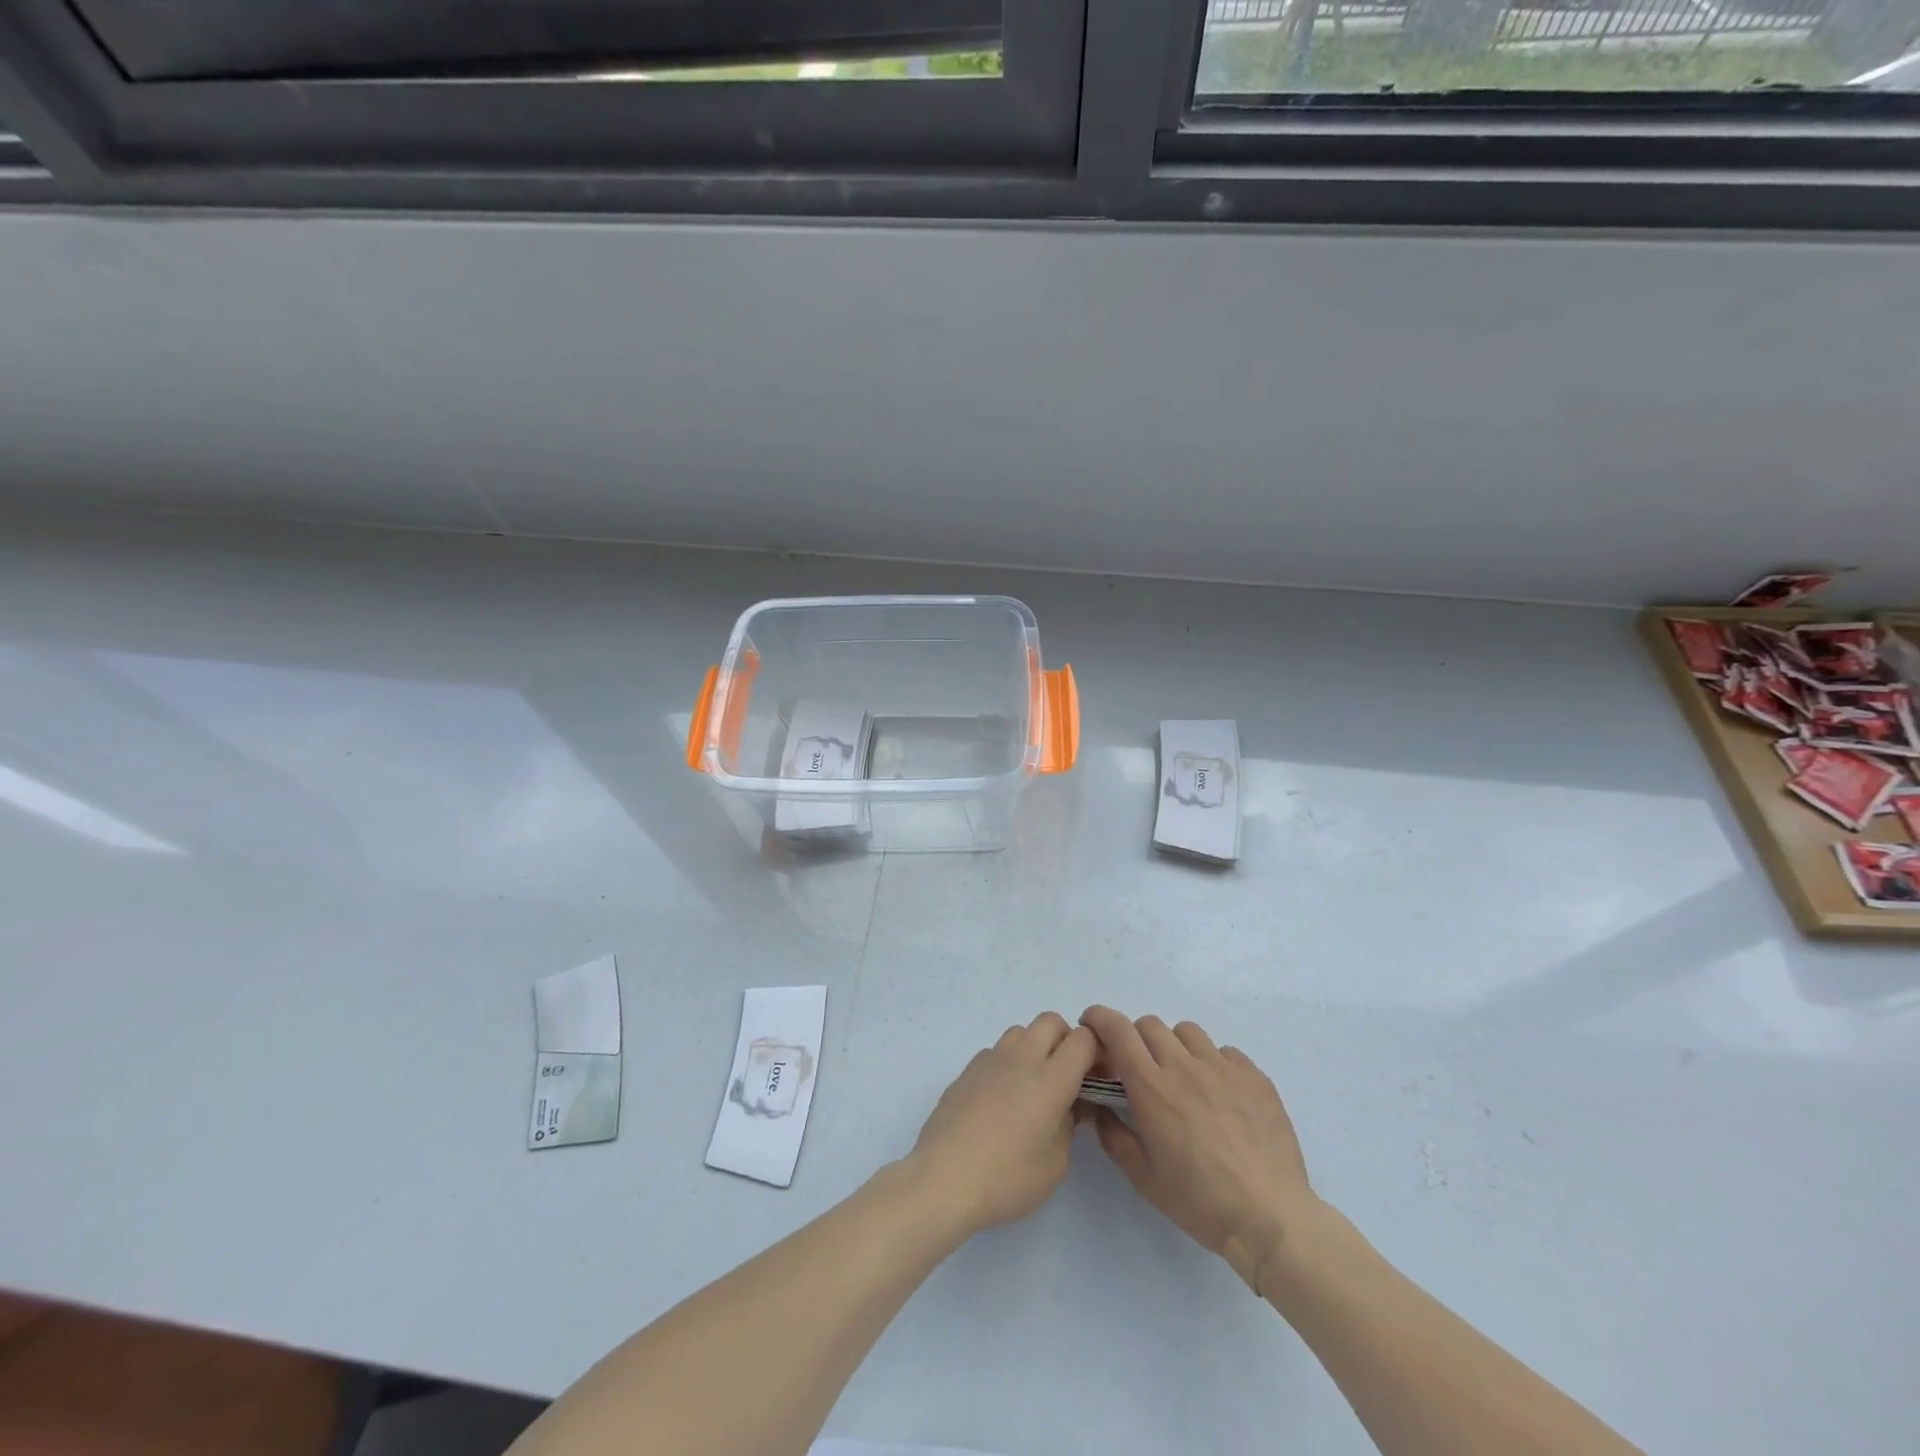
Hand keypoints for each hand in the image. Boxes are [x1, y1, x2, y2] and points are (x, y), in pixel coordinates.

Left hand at [905, 1012, 1098, 1236]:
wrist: (942, 1178)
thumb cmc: (1006, 1177)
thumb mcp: (1055, 1164)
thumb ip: (1069, 1126)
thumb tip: (1068, 1106)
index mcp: (1050, 1079)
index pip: (1083, 1039)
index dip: (1096, 1051)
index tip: (1097, 1077)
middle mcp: (1021, 1058)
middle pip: (1050, 1021)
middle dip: (1065, 1040)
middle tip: (1067, 1078)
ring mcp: (989, 1060)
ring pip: (1021, 1031)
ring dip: (1034, 1047)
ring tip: (1033, 1087)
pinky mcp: (966, 1070)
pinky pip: (996, 1051)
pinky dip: (1008, 1063)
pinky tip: (1002, 1099)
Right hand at [1079, 1006, 1318, 1293]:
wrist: (1271, 1217)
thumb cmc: (1200, 1201)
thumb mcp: (1144, 1178)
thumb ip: (1114, 1136)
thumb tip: (1098, 1109)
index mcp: (1151, 1086)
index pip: (1118, 1030)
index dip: (1100, 1018)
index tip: (1092, 1026)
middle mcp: (1184, 1065)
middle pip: (1150, 1025)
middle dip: (1136, 1039)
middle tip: (1139, 1069)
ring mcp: (1222, 1067)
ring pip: (1187, 1032)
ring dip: (1175, 1047)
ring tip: (1182, 1079)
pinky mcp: (1254, 1076)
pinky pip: (1225, 1052)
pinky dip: (1213, 1063)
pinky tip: (1219, 1095)